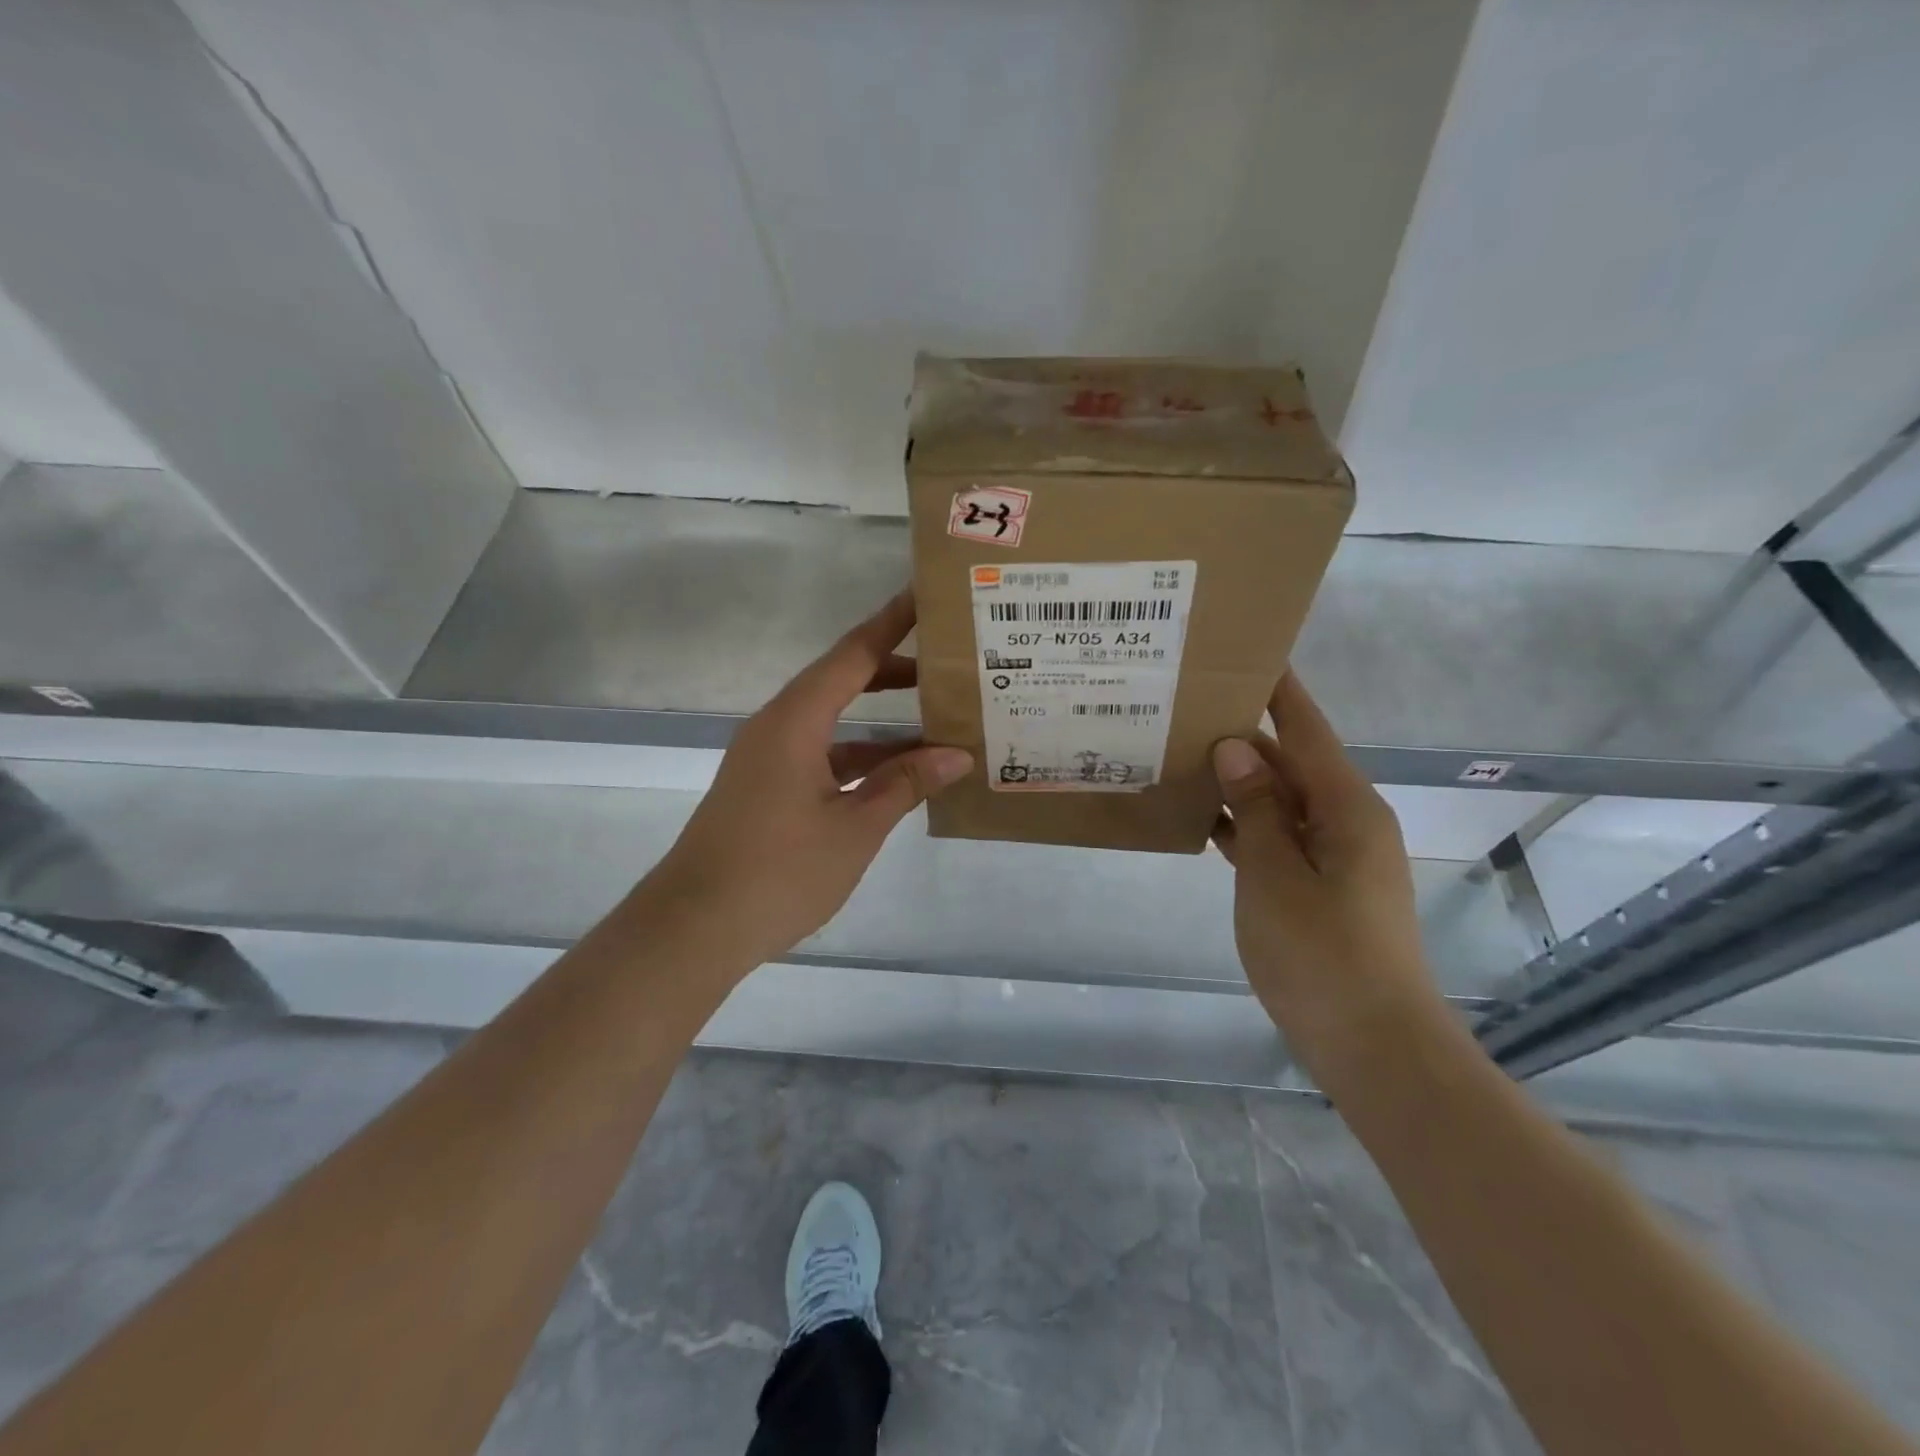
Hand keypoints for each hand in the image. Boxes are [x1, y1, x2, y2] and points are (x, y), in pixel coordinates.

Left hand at [643, 589, 972, 973]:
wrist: (694, 927)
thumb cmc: (779, 870)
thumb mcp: (855, 827)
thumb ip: (905, 784)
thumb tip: (957, 755)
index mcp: (796, 721)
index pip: (853, 655)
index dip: (892, 622)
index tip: (925, 594)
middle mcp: (778, 727)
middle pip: (842, 681)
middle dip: (894, 671)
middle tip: (948, 664)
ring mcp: (769, 759)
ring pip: (834, 724)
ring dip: (881, 723)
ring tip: (939, 722)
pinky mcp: (767, 789)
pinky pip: (823, 756)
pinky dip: (861, 758)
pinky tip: (899, 777)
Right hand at [1211, 675, 1442, 1066]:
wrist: (1372, 1044)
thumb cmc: (1322, 954)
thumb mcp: (1274, 875)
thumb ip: (1254, 807)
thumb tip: (1235, 746)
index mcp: (1346, 806)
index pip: (1306, 728)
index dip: (1278, 689)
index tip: (1245, 651)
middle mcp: (1344, 820)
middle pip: (1290, 760)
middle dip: (1243, 734)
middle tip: (1185, 706)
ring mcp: (1331, 855)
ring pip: (1278, 800)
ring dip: (1236, 781)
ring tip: (1179, 753)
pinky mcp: (1316, 886)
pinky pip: (1275, 837)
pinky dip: (1242, 825)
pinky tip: (1198, 819)